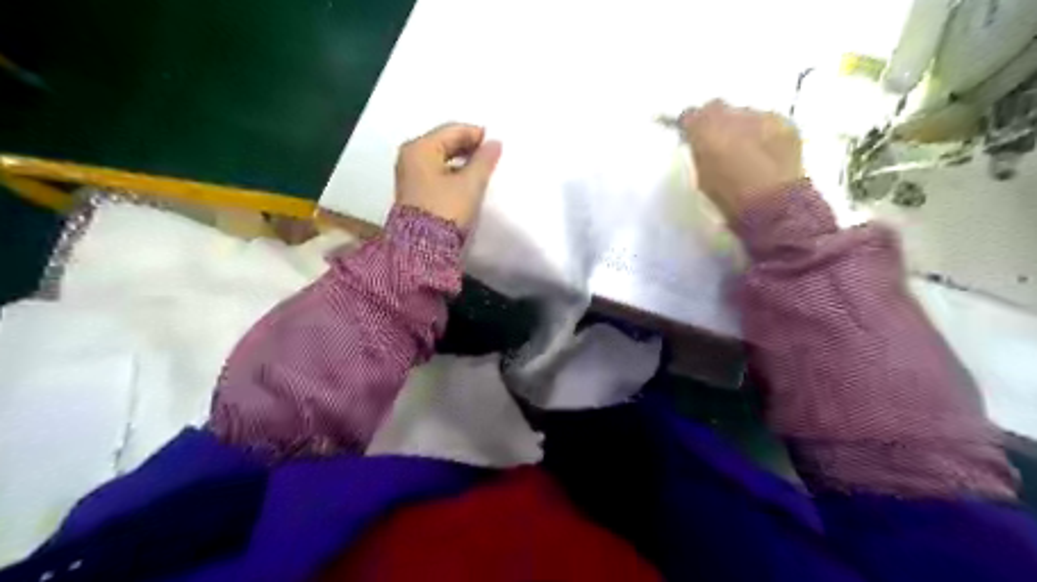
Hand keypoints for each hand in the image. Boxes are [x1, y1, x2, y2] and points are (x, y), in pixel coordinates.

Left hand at [395, 123, 503, 226]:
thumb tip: (495, 144)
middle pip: (445, 142)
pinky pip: (437, 172)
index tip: (497, 144)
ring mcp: (410, 174)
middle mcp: (411, 156)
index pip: (453, 130)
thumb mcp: (470, 184)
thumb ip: (484, 160)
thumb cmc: (446, 209)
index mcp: (420, 148)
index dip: (477, 135)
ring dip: (462, 161)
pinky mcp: (415, 191)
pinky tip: (468, 181)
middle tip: (492, 157)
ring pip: (442, 158)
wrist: (424, 247)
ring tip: (483, 170)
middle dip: (469, 148)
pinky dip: (453, 173)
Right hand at [683, 99, 809, 217]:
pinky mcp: (786, 123)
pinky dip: (764, 132)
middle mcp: (732, 114)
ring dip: (742, 127)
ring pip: (745, 114)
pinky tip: (766, 152)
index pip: (690, 115)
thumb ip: (698, 153)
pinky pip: (769, 122)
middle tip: (718, 140)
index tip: (690, 135)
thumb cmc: (728, 197)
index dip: (690, 124)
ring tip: (745, 149)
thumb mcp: (701, 177)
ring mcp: (762, 116)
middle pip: (718, 107)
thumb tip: (699, 142)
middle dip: (716, 120)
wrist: (771, 204)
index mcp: (704, 129)